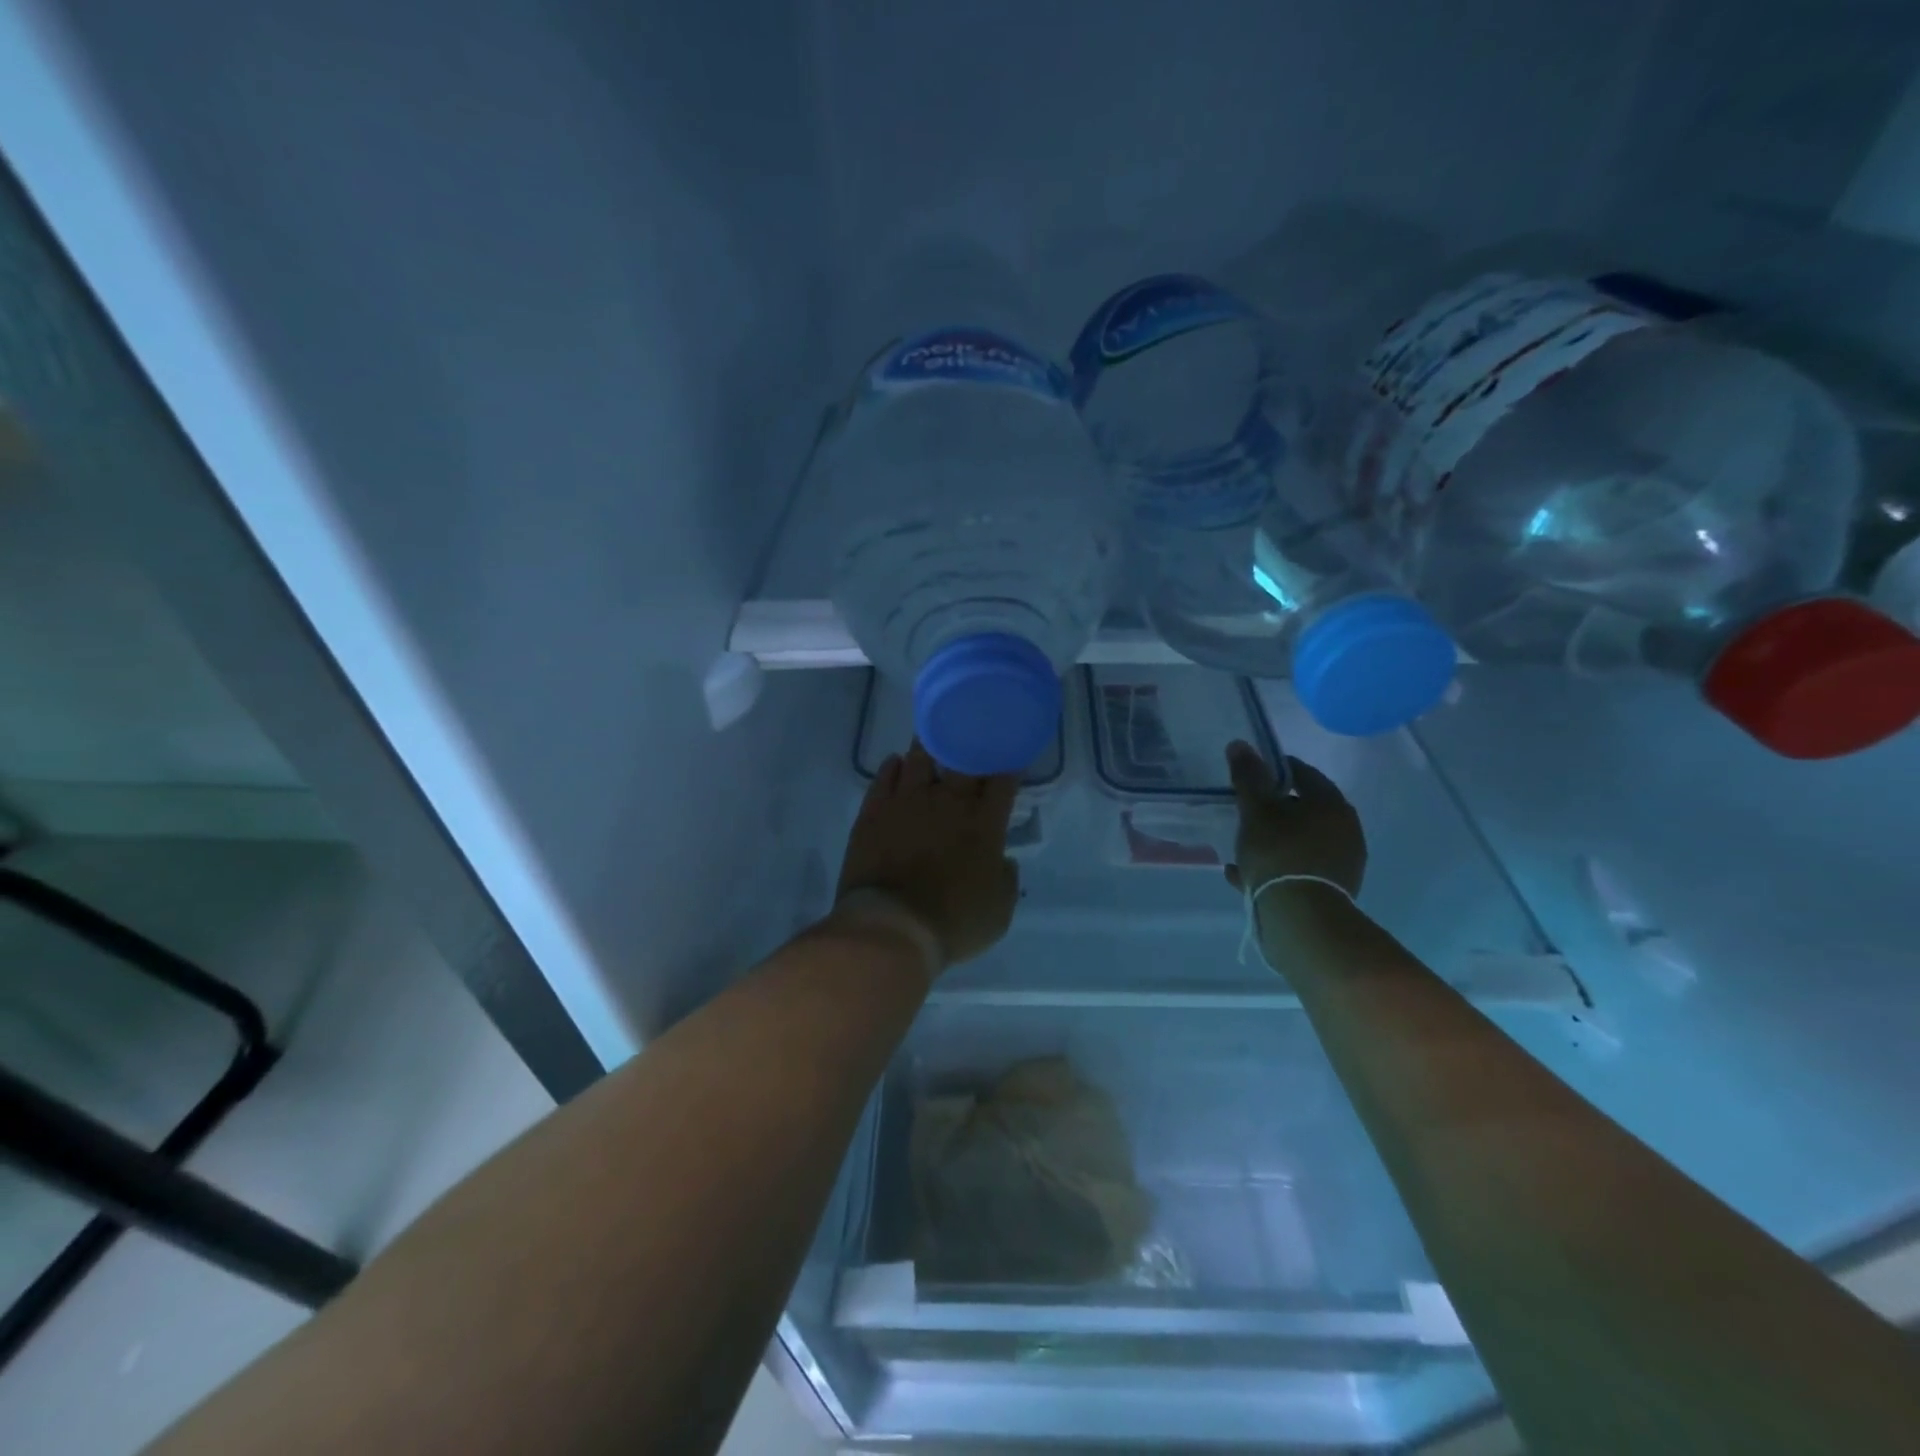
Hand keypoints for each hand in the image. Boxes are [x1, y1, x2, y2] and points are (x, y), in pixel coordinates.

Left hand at [834, 742, 1020, 974]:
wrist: (892, 927)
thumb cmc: (953, 923)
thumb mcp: (999, 912)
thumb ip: (1006, 879)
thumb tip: (1003, 861)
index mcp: (984, 823)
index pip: (1002, 779)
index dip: (1006, 765)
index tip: (1006, 760)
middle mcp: (949, 801)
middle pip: (961, 756)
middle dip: (967, 744)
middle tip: (967, 740)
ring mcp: (907, 802)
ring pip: (919, 757)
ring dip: (928, 747)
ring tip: (931, 743)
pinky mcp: (874, 811)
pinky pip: (884, 777)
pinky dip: (892, 767)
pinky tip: (895, 764)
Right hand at [1224, 741, 1366, 898]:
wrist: (1302, 919)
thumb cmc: (1279, 854)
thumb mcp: (1255, 811)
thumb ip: (1248, 777)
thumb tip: (1240, 744)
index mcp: (1331, 803)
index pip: (1303, 773)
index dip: (1274, 771)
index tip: (1250, 777)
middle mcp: (1345, 829)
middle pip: (1303, 810)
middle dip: (1273, 810)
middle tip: (1244, 813)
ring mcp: (1342, 862)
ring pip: (1300, 841)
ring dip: (1273, 841)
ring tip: (1242, 849)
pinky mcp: (1332, 890)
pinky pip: (1298, 869)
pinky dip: (1276, 867)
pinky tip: (1245, 875)